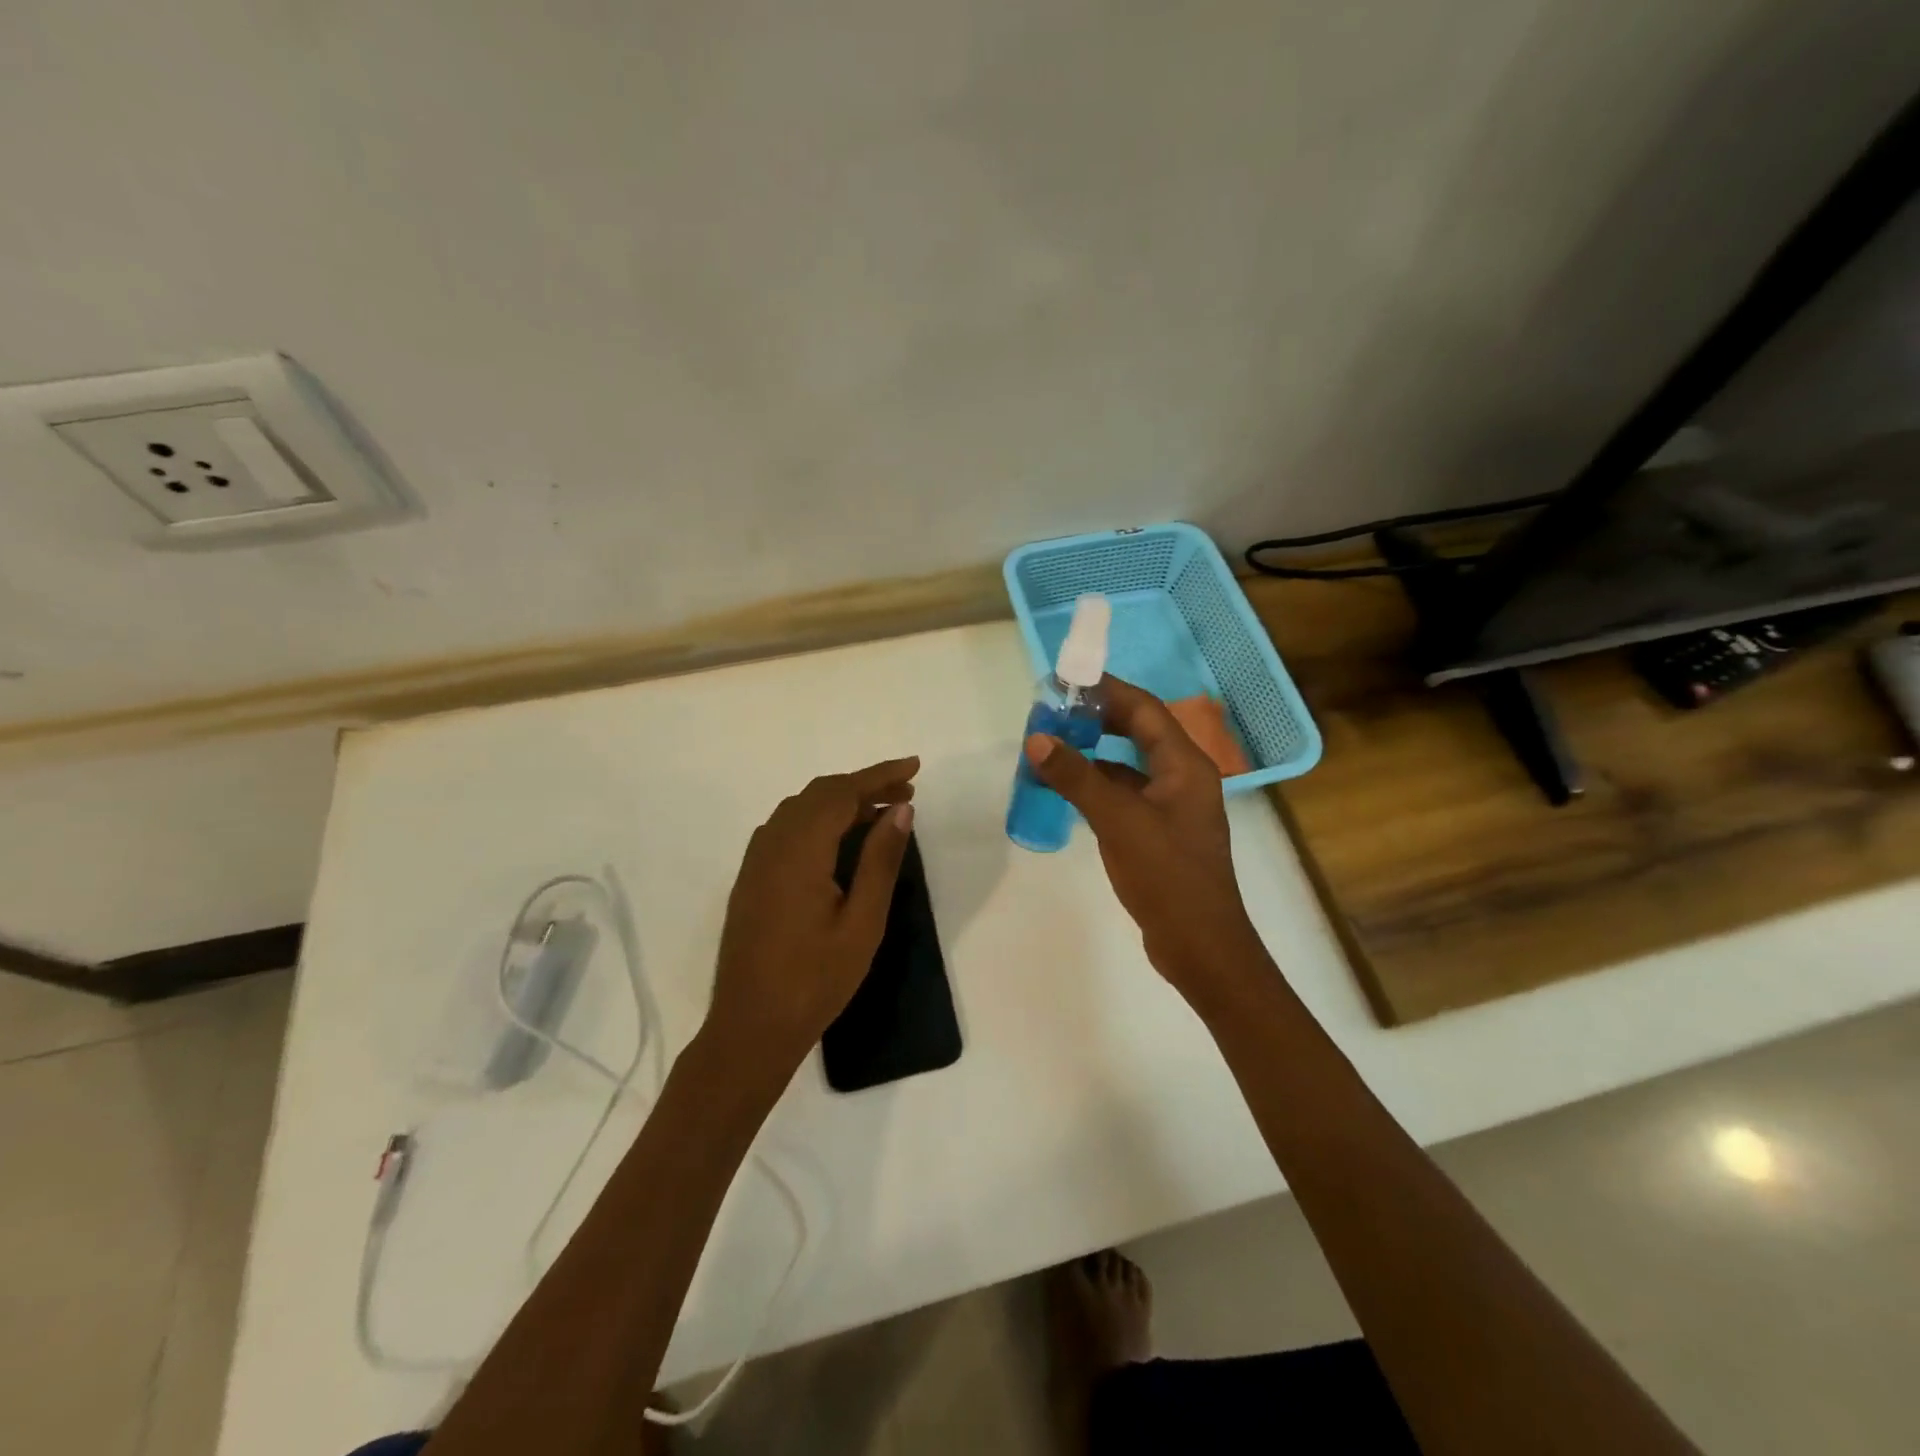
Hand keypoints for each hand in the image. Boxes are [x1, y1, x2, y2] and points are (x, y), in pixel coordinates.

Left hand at [706, 758, 919, 1078]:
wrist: (751, 1028)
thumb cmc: (815, 980)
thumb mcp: (862, 922)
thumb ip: (880, 860)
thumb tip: (901, 810)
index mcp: (799, 851)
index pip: (842, 793)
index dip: (880, 775)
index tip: (914, 767)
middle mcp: (771, 844)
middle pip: (819, 794)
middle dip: (863, 786)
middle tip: (905, 795)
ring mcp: (755, 861)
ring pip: (800, 809)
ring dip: (840, 802)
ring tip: (880, 814)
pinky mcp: (750, 879)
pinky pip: (785, 829)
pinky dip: (818, 820)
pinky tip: (838, 841)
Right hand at [1024, 679, 1264, 1000]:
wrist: (1200, 945)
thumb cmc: (1167, 875)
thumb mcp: (1118, 821)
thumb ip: (1077, 777)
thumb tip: (1037, 738)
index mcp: (1185, 765)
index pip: (1144, 710)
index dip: (1108, 690)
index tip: (1068, 681)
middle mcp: (1182, 778)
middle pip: (1138, 733)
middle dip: (1097, 720)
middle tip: (1053, 714)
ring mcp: (1171, 807)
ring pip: (1128, 766)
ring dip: (1093, 755)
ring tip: (1052, 748)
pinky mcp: (1158, 832)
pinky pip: (1124, 795)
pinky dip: (1096, 788)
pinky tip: (1066, 792)